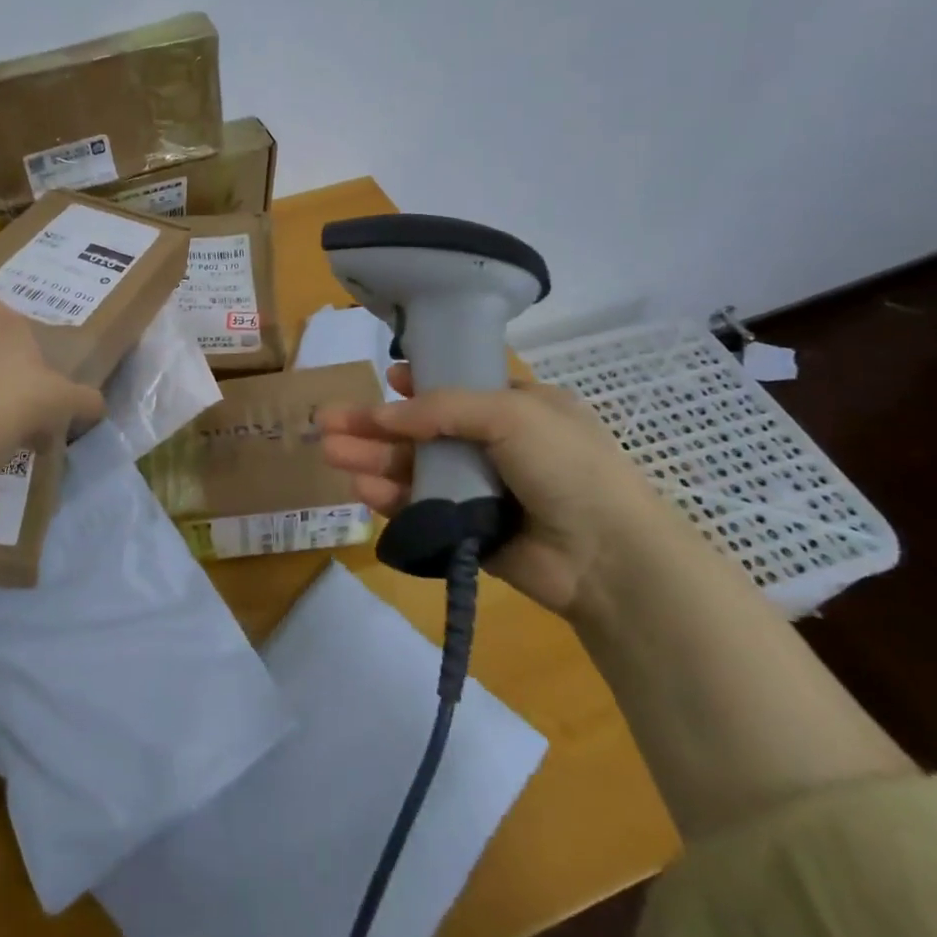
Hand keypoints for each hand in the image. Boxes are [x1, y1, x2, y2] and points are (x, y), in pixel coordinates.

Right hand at [319, 366, 669, 614]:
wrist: (609, 557)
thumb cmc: (566, 466)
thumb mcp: (509, 413)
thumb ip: (440, 409)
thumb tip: (382, 413)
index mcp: (519, 408)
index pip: (458, 389)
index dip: (418, 385)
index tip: (386, 379)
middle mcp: (498, 446)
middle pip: (422, 430)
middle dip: (375, 425)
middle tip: (327, 421)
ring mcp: (482, 490)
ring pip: (415, 469)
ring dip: (373, 458)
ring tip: (330, 453)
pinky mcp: (469, 530)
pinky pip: (421, 508)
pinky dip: (391, 497)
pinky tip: (361, 488)